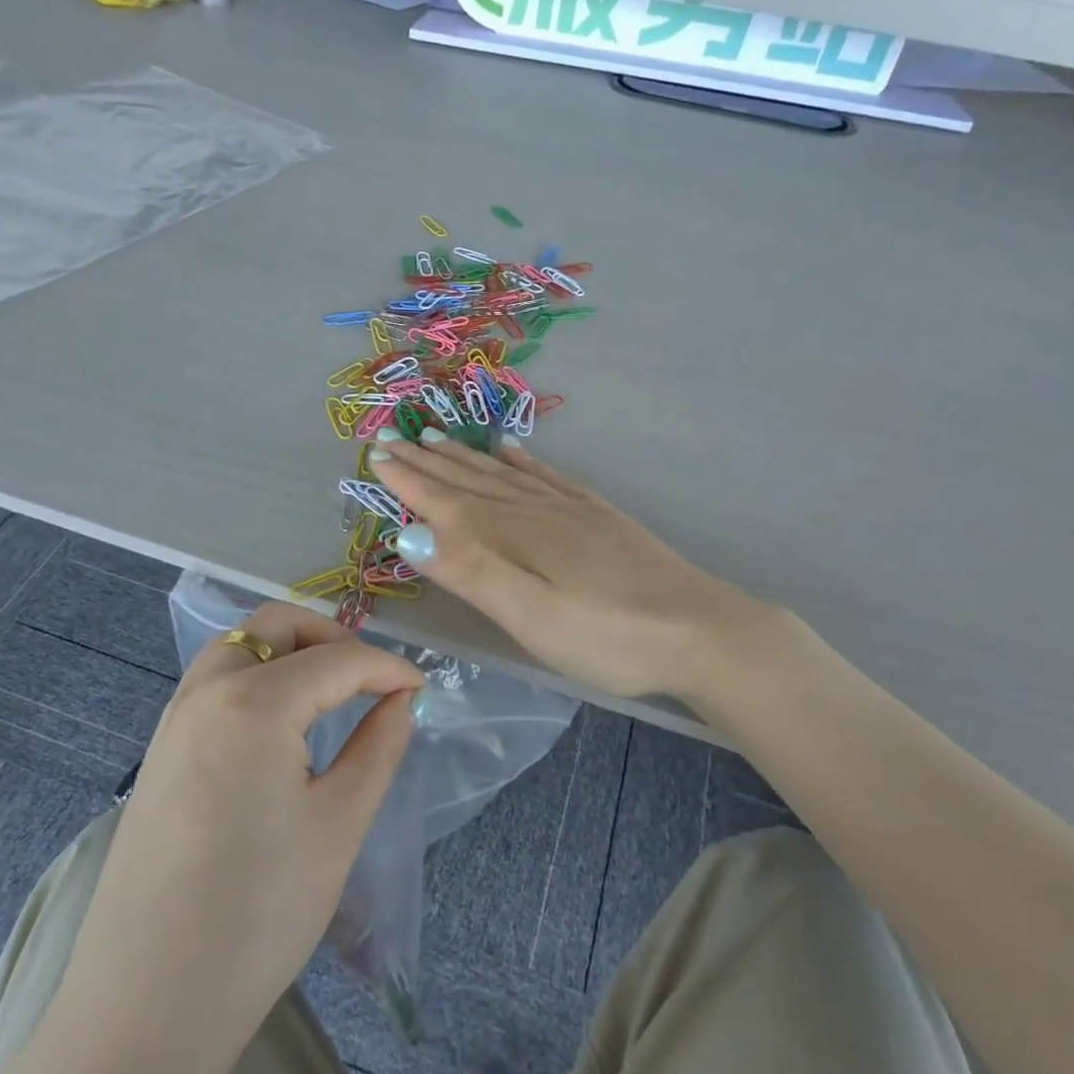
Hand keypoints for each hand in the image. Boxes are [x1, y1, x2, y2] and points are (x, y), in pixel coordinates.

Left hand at [64, 602, 421, 1047]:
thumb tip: (402, 700)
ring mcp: (173, 718)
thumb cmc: (260, 914)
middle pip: (276, 625)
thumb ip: (379, 745)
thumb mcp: (339, 824)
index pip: (338, 659)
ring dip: (290, 651)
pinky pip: (215, 681)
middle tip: (371, 679)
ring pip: (239, 646)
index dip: (388, 668)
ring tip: (331, 694)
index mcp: (253, 702)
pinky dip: (257, 676)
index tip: (423, 688)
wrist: (147, 1007)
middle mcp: (205, 691)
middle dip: (332, 638)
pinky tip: (282, 725)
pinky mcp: (159, 751)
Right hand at [370, 436, 761, 698]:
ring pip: (504, 473)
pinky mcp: (597, 515)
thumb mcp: (531, 617)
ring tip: (436, 436)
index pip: (446, 502)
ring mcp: (570, 509)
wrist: (698, 629)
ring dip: (465, 456)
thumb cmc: (608, 636)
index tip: (375, 455)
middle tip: (391, 439)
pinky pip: (547, 476)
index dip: (408, 480)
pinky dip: (522, 461)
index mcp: (513, 535)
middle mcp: (535, 510)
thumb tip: (408, 532)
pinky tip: (512, 450)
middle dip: (427, 461)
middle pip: (470, 480)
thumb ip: (472, 572)